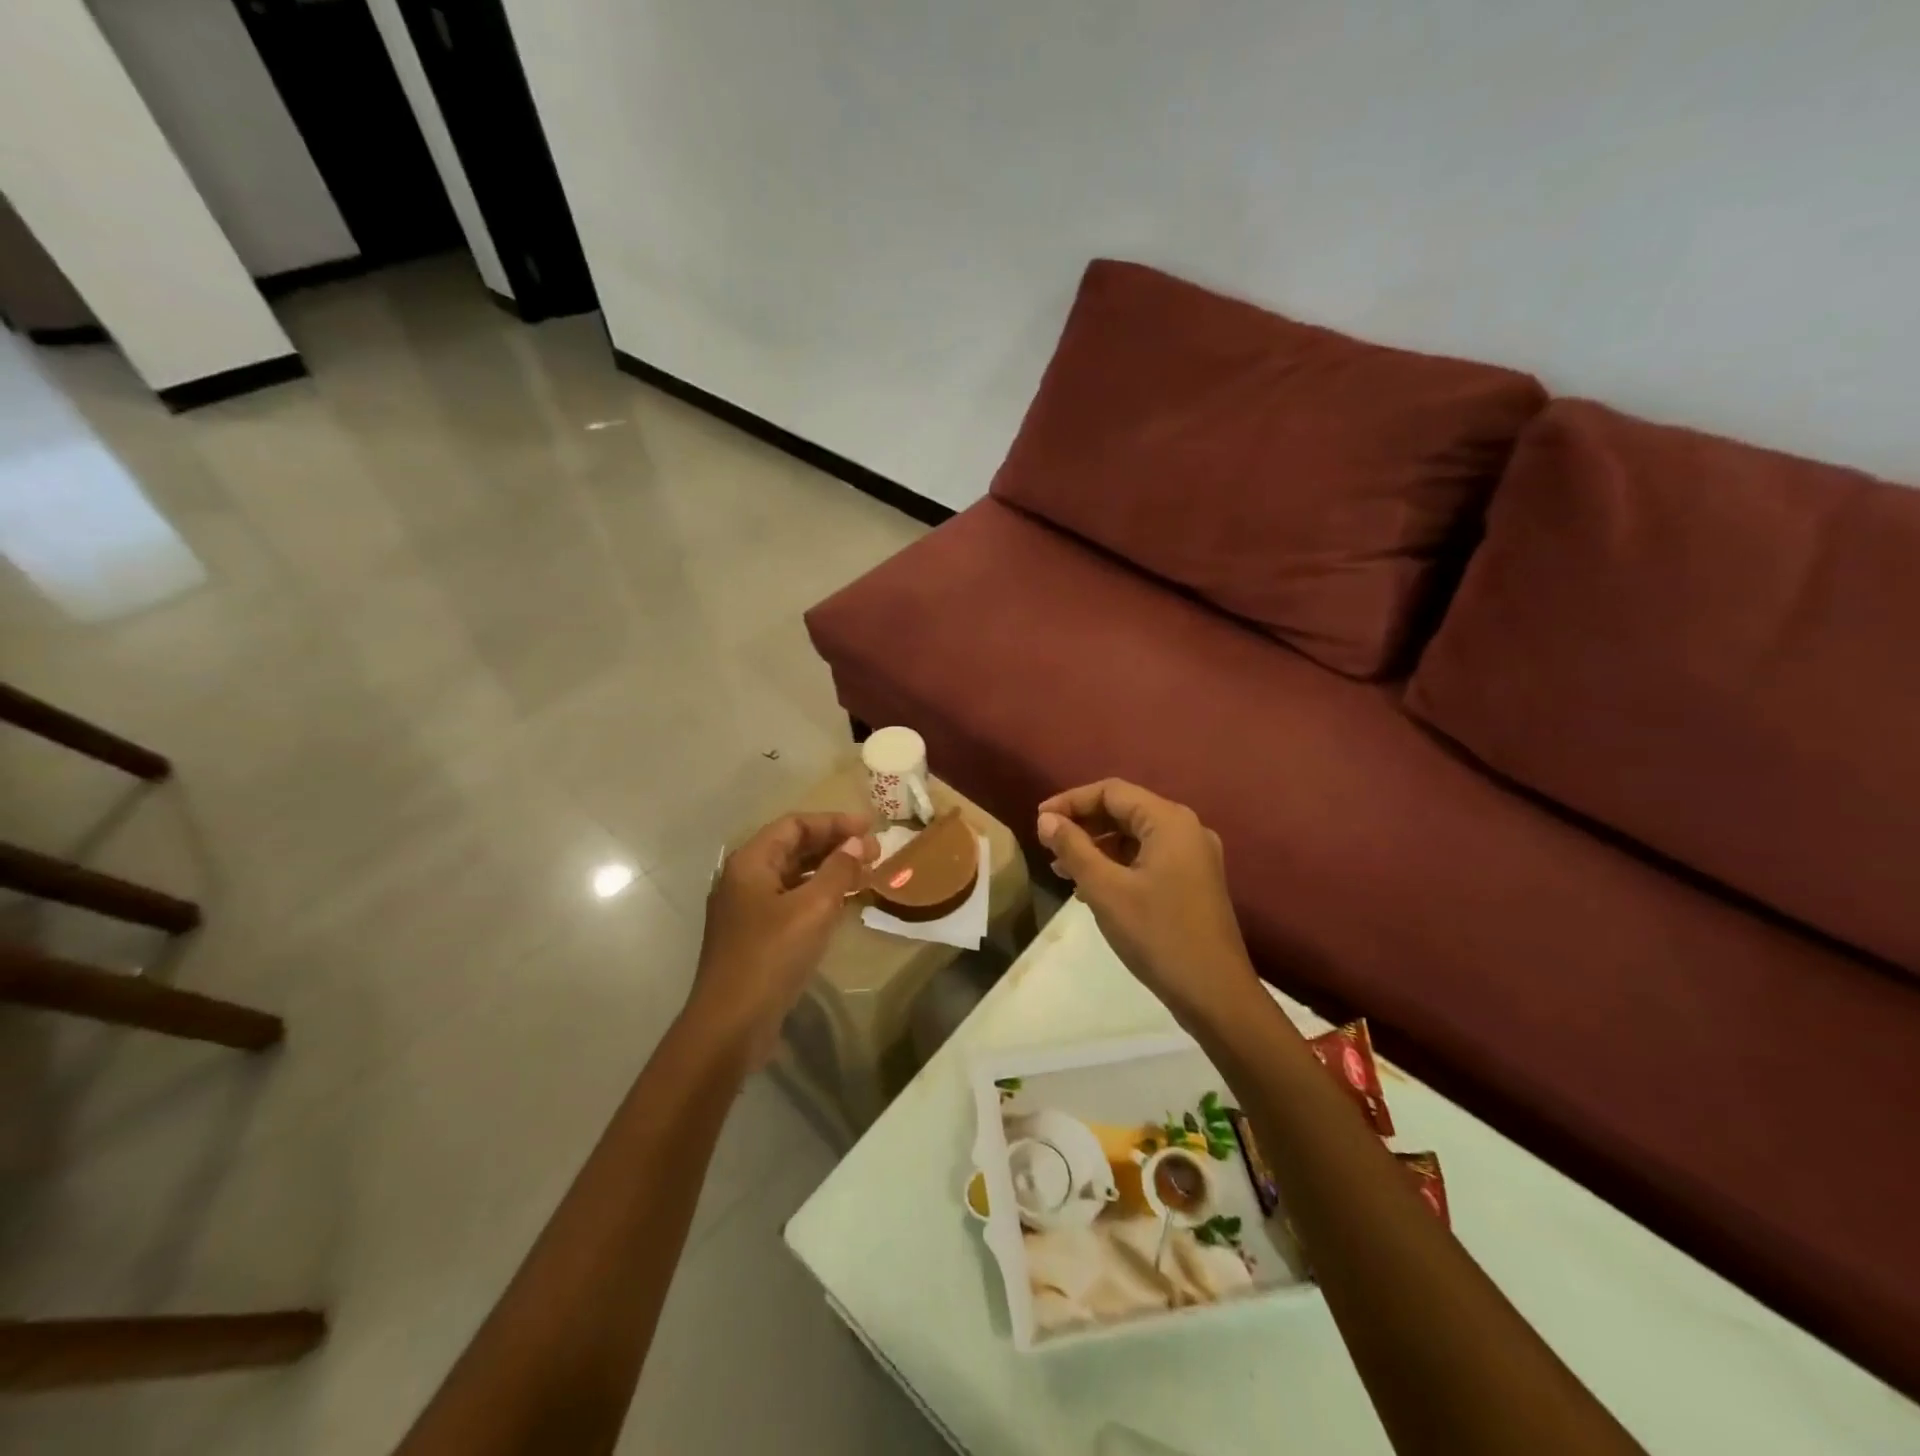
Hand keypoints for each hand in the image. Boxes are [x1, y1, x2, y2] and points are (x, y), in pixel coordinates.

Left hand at [689, 811, 875, 1064]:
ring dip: (829, 871)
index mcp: (750, 862)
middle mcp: (744, 879)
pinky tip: (843, 904)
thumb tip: (857, 844)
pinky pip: (791, 902)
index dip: (834, 822)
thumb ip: (838, 870)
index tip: (870, 829)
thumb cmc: (771, 956)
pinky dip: (819, 896)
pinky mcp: (756, 936)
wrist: (730, 1024)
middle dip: (834, 845)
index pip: (794, 825)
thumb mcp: (813, 908)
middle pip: (793, 848)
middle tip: (874, 852)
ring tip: (866, 875)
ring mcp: (747, 910)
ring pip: (794, 876)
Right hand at [1036, 780, 1258, 1026]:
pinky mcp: (1193, 882)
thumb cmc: (1157, 935)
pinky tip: (1091, 888)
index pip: (1111, 792)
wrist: (1214, 993)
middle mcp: (1186, 829)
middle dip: (1083, 824)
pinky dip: (1117, 864)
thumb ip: (1073, 848)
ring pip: (1135, 837)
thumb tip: (1047, 820)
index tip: (1039, 821)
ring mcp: (1193, 857)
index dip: (1071, 801)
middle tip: (1047, 844)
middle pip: (1125, 810)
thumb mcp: (1105, 889)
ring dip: (1097, 847)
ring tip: (1061, 869)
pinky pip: (1148, 858)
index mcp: (1169, 821)